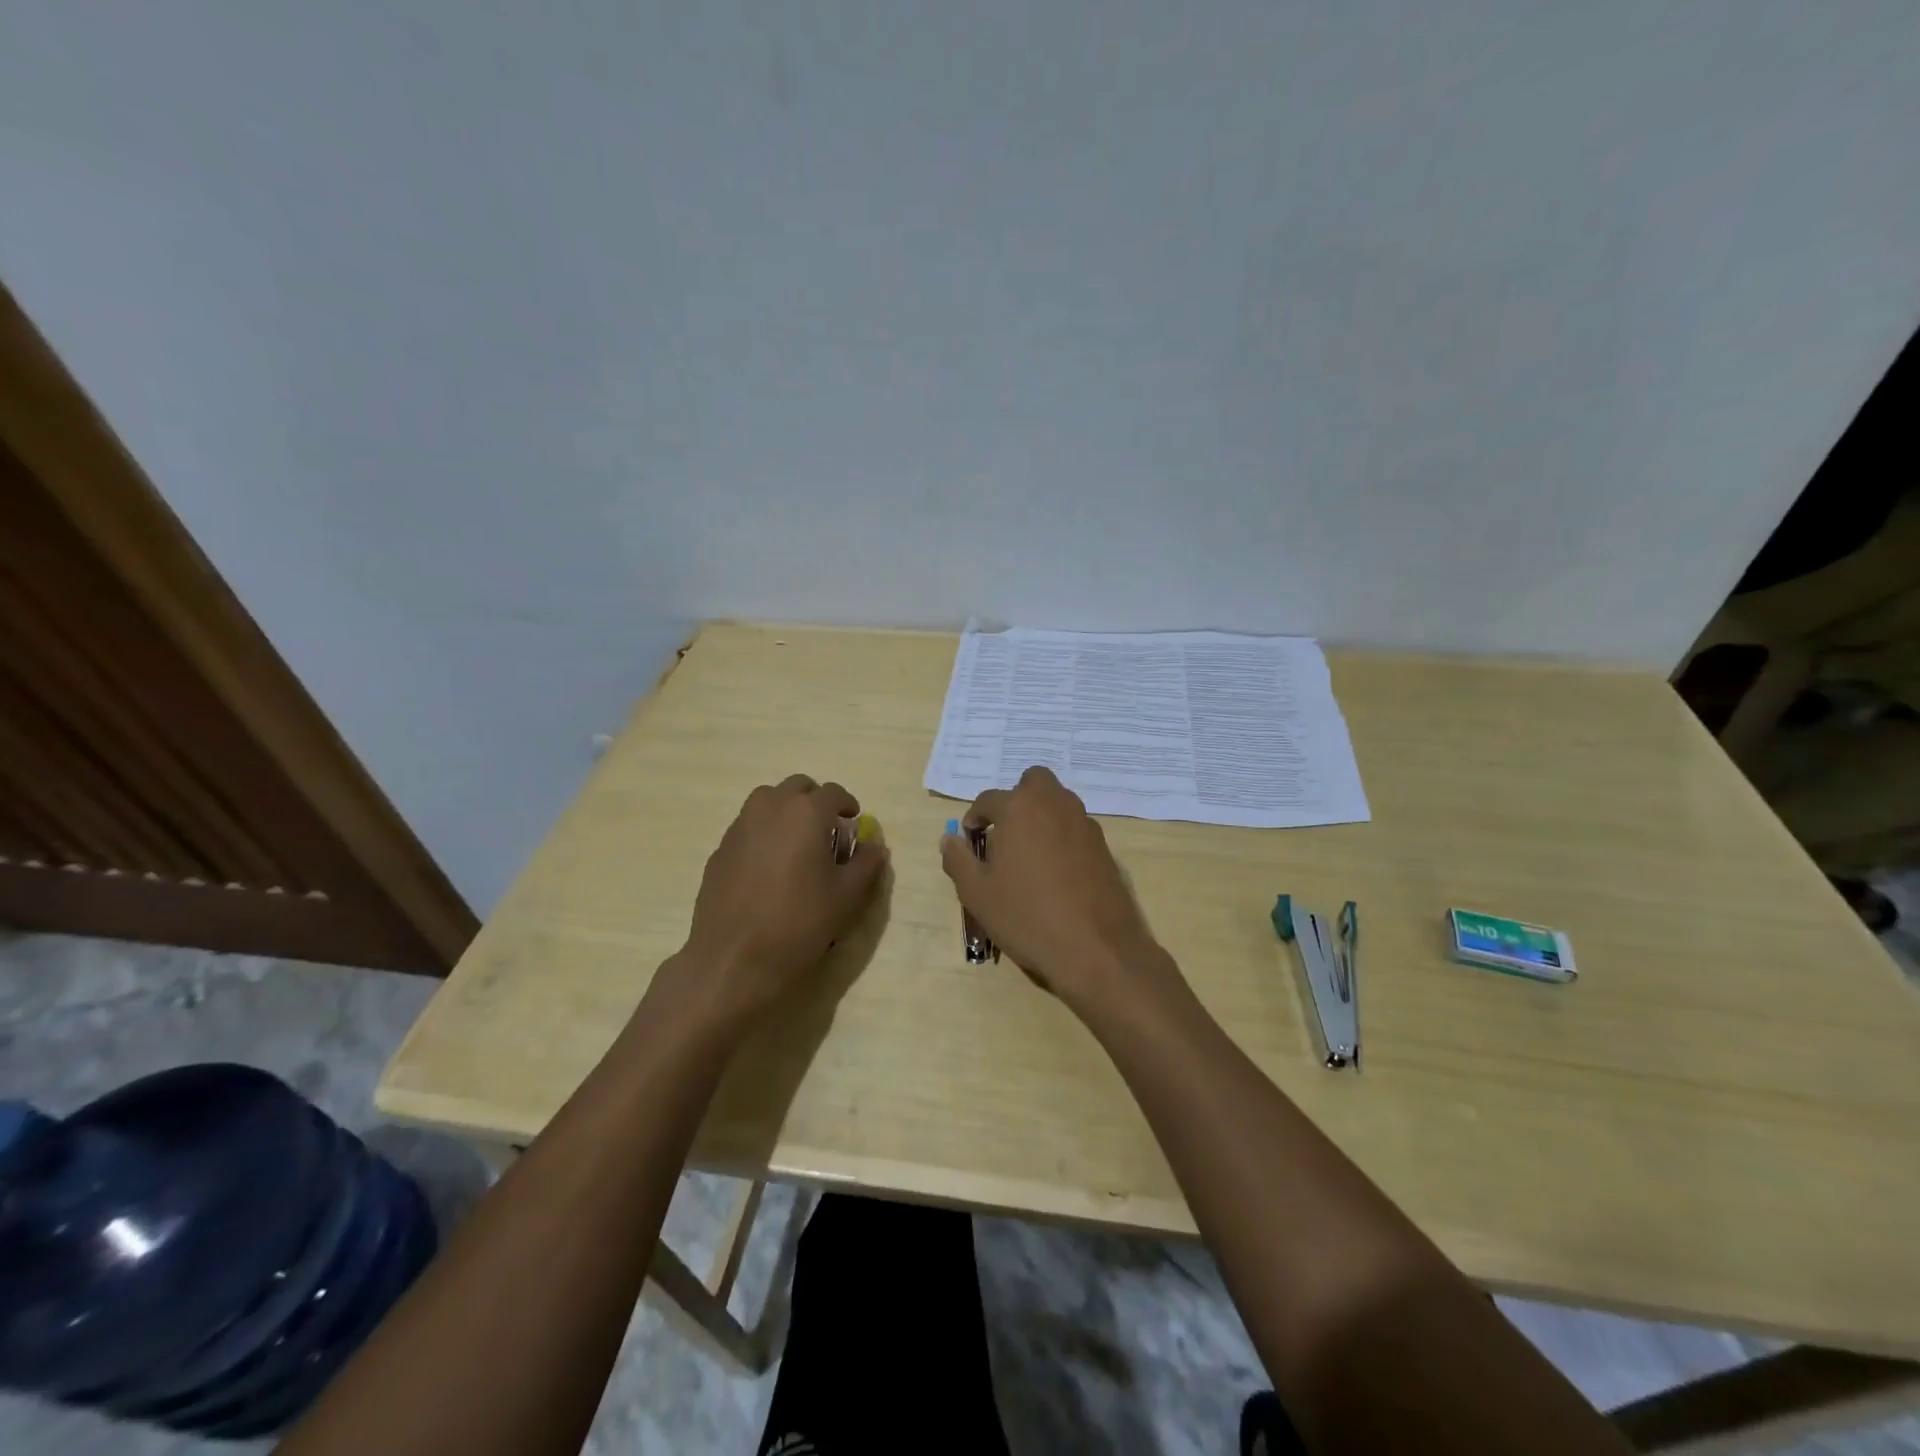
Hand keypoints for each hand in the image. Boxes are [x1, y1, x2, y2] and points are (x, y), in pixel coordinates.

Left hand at [671, 775, 887, 1026]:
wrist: (734, 958)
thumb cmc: (799, 922)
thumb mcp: (847, 896)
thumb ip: (866, 863)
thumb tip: (874, 846)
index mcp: (806, 812)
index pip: (833, 792)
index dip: (847, 804)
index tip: (853, 821)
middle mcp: (770, 808)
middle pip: (797, 787)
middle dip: (815, 801)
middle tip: (826, 829)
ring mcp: (740, 826)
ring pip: (767, 801)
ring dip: (786, 811)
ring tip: (796, 843)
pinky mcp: (720, 849)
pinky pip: (748, 827)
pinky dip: (763, 833)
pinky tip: (768, 867)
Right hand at [940, 766, 1171, 1014]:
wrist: (1096, 948)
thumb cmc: (1026, 916)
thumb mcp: (977, 893)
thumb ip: (958, 859)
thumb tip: (951, 839)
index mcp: (1019, 808)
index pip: (988, 799)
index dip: (975, 818)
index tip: (971, 841)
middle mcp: (1054, 804)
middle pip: (1033, 782)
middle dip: (1016, 799)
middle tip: (1005, 834)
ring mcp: (1085, 824)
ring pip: (1058, 803)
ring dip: (1041, 816)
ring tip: (1029, 856)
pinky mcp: (1105, 847)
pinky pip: (1076, 829)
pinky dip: (1062, 838)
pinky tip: (1056, 874)